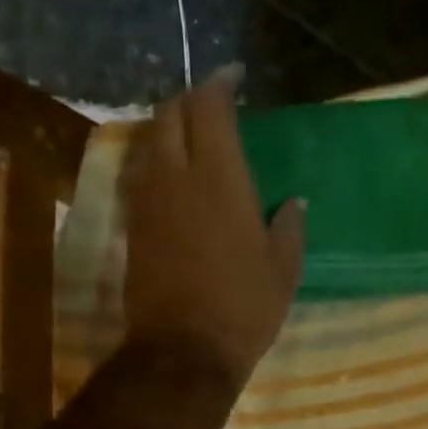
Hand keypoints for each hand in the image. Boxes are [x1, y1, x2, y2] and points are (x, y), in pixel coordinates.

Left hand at [121, 67, 305, 387]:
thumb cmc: (244, 307)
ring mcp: (148, 201)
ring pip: (150, 142)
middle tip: (214, 105)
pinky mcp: (134, 226)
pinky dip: (158, 162)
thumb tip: (293, 202)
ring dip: (170, 129)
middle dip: (190, 98)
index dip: (219, 83)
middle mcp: (175, 177)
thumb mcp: (283, 269)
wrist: (183, 350)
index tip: (234, 77)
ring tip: (195, 138)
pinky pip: (142, 175)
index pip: (209, 107)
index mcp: (219, 178)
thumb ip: (289, 227)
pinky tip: (177, 178)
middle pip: (170, 114)